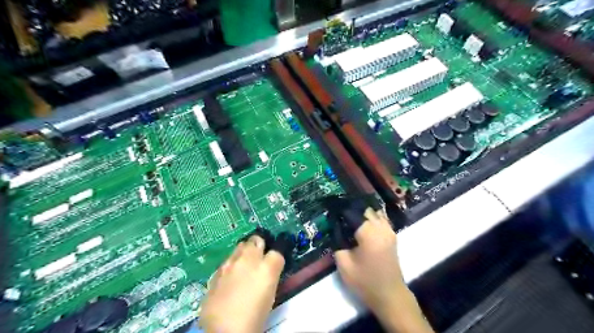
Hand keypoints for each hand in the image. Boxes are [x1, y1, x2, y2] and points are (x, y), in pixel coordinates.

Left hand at [197, 235, 285, 332]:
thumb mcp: (269, 294)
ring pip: (240, 246)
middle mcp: (249, 259)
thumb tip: (267, 269)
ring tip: (244, 266)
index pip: (277, 251)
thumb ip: (269, 275)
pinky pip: (228, 260)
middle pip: (256, 240)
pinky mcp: (217, 270)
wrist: (223, 331)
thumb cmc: (254, 316)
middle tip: (259, 258)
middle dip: (258, 246)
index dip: (275, 256)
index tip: (273, 262)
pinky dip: (231, 264)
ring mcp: (231, 263)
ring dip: (244, 252)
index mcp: (267, 267)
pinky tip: (230, 277)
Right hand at [333, 209, 403, 314]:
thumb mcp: (344, 264)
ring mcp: (389, 230)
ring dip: (362, 211)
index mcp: (369, 232)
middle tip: (339, 213)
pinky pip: (381, 218)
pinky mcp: (392, 235)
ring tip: (349, 216)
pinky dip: (371, 217)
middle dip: (352, 208)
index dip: (341, 209)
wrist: (390, 295)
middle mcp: (381, 227)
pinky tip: (362, 223)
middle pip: (365, 209)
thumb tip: (335, 229)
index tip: (331, 208)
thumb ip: (337, 243)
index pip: (353, 212)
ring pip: (375, 211)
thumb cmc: (365, 281)